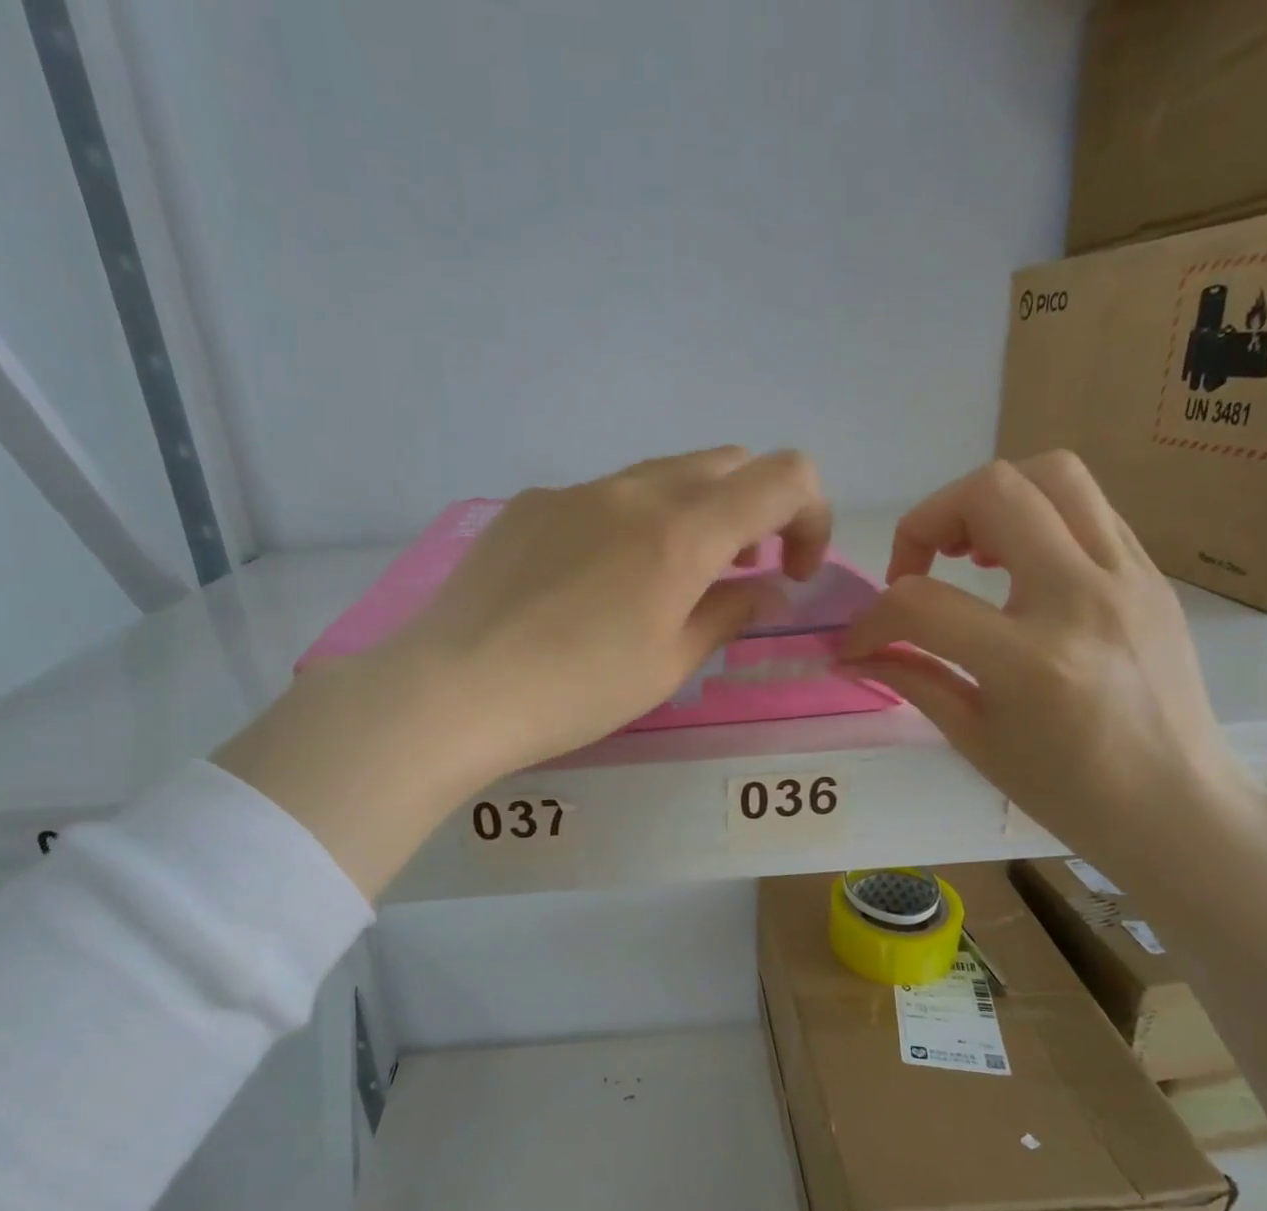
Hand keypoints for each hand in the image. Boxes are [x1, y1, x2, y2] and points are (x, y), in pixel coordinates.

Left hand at [217, 447, 830, 892]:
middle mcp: (635, 491)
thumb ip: (730, 614)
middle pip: (725, 464)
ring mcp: (575, 491)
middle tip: (735, 575)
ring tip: (665, 583)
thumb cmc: (576, 691)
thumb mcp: (669, 665)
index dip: (812, 515)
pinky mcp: (530, 505)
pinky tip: (590, 585)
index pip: (785, 476)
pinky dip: (629, 525)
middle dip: (752, 511)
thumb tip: (769, 587)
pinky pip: (602, 498)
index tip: (793, 571)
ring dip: (690, 515)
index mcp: (682, 532)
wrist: (454, 689)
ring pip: (662, 477)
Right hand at [839, 451, 1252, 874]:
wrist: (1178, 808)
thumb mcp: (974, 740)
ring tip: (968, 551)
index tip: (860, 643)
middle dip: (928, 520)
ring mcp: (1128, 578)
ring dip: (989, 500)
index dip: (873, 619)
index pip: (922, 603)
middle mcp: (1083, 599)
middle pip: (994, 492)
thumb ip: (913, 678)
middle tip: (915, 569)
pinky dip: (1035, 518)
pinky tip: (1018, 566)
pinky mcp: (1150, 574)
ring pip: (1052, 473)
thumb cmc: (1068, 792)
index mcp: (1031, 660)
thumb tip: (857, 652)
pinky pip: (1088, 507)